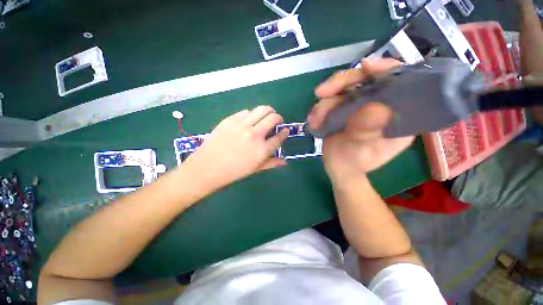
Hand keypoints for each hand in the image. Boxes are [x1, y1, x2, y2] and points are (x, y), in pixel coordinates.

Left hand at [184, 106, 288, 189]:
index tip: (285, 130)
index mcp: (262, 149)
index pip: (280, 137)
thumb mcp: (255, 169)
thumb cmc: (234, 171)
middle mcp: (255, 134)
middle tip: (277, 121)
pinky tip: (249, 119)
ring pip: (261, 109)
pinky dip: (251, 114)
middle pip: (273, 118)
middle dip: (279, 118)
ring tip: (267, 115)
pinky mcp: (231, 119)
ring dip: (268, 111)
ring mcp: (242, 125)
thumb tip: (285, 161)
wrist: (208, 167)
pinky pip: (246, 111)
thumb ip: (272, 163)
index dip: (284, 132)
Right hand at [307, 58, 414, 182]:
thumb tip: (375, 107)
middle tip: (321, 92)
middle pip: (365, 79)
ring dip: (325, 103)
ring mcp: (360, 105)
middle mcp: (380, 104)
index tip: (366, 67)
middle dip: (341, 83)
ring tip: (315, 120)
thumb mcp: (364, 150)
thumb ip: (368, 131)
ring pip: (343, 90)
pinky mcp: (344, 109)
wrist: (340, 168)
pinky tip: (314, 121)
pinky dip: (320, 109)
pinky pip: (331, 101)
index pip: (398, 81)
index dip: (384, 69)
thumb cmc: (356, 162)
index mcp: (397, 114)